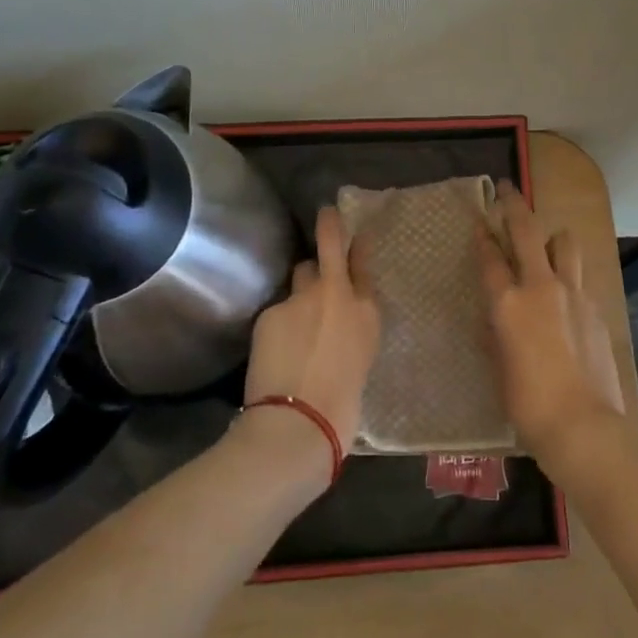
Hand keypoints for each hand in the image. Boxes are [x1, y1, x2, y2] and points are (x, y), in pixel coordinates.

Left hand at [242, 205, 380, 459]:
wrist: (299, 423)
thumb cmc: (342, 407)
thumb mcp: (361, 361)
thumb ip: (351, 332)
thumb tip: (338, 326)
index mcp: (367, 312)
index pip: (362, 263)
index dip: (357, 244)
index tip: (353, 230)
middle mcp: (337, 294)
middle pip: (329, 247)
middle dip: (328, 227)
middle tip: (326, 215)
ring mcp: (301, 298)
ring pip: (301, 276)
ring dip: (302, 285)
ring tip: (297, 312)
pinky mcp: (270, 312)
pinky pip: (277, 309)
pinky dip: (279, 323)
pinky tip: (275, 346)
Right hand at [476, 184, 625, 464]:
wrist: (583, 426)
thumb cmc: (528, 404)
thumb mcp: (498, 367)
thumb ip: (495, 332)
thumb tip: (495, 316)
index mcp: (508, 302)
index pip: (490, 257)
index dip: (482, 235)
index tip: (480, 219)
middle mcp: (540, 286)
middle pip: (526, 230)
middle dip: (514, 205)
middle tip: (508, 189)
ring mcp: (572, 293)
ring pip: (564, 242)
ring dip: (551, 238)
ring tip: (545, 248)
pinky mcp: (595, 307)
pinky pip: (579, 276)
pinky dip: (568, 275)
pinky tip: (564, 296)